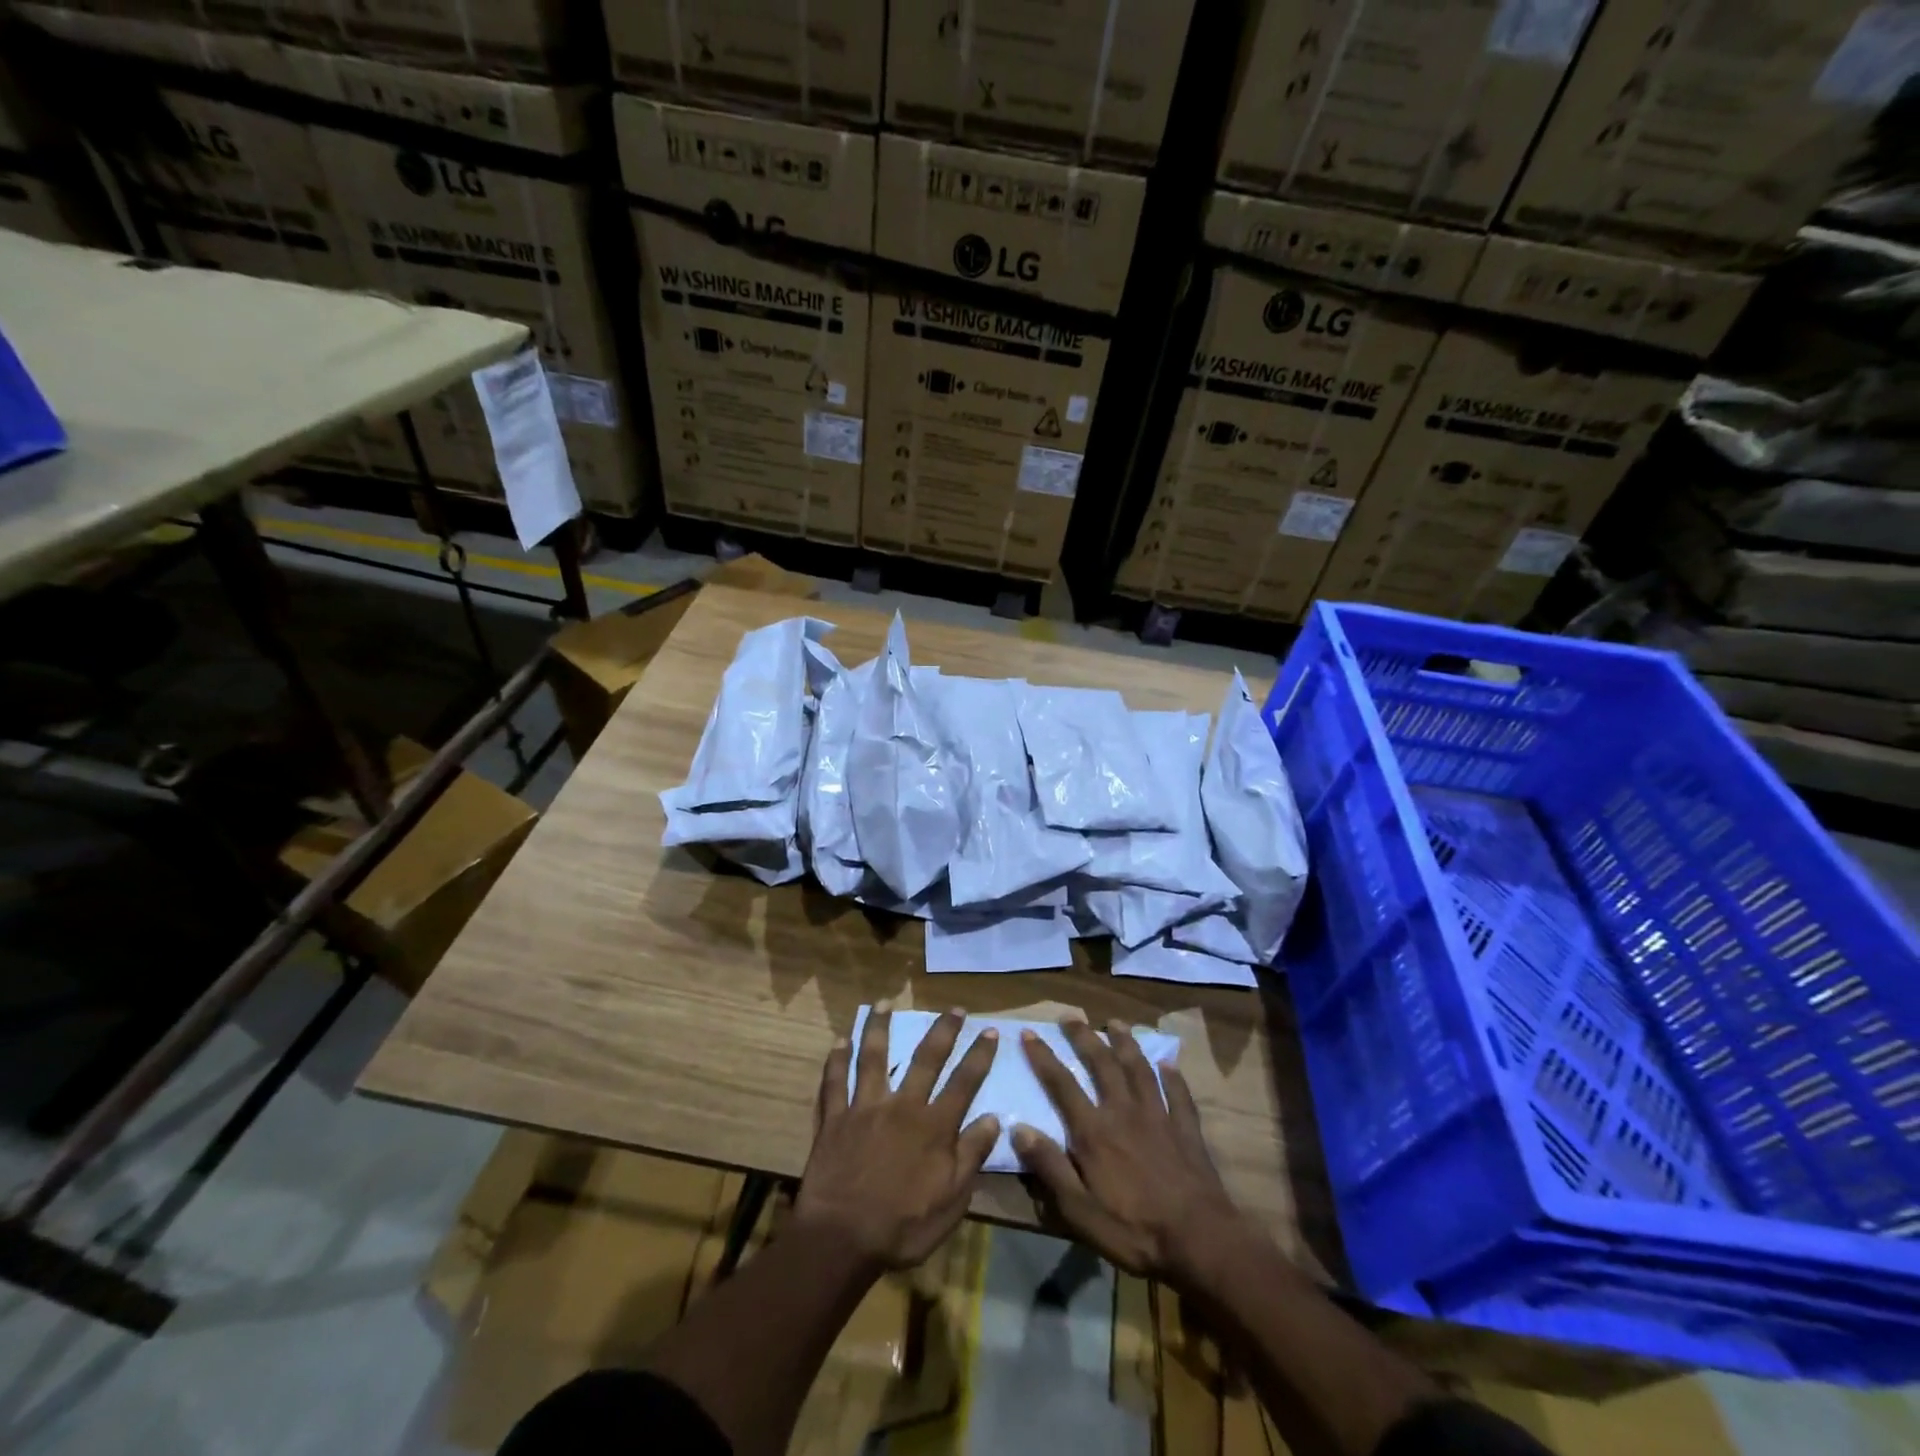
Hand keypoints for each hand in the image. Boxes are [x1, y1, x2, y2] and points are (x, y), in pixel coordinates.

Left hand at [795, 1004, 1000, 1269]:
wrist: (842, 1239)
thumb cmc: (903, 1227)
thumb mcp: (952, 1200)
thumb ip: (972, 1155)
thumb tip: (993, 1117)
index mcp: (934, 1126)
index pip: (964, 1082)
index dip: (979, 1056)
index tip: (990, 1031)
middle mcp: (903, 1106)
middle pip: (926, 1059)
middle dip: (943, 1030)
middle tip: (954, 1008)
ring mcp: (865, 1107)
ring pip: (874, 1058)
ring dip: (879, 1028)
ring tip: (884, 1003)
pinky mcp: (835, 1118)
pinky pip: (835, 1082)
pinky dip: (837, 1060)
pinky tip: (839, 1041)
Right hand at [1014, 1017, 1243, 1282]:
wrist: (1198, 1239)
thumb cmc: (1133, 1230)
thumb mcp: (1079, 1209)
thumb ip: (1049, 1166)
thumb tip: (1018, 1127)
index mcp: (1094, 1131)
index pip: (1062, 1084)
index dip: (1043, 1057)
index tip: (1030, 1033)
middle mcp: (1123, 1111)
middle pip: (1101, 1064)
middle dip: (1084, 1037)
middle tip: (1071, 1015)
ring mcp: (1158, 1116)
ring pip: (1139, 1068)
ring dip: (1125, 1043)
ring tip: (1116, 1022)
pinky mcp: (1186, 1129)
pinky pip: (1178, 1094)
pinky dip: (1172, 1076)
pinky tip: (1168, 1064)